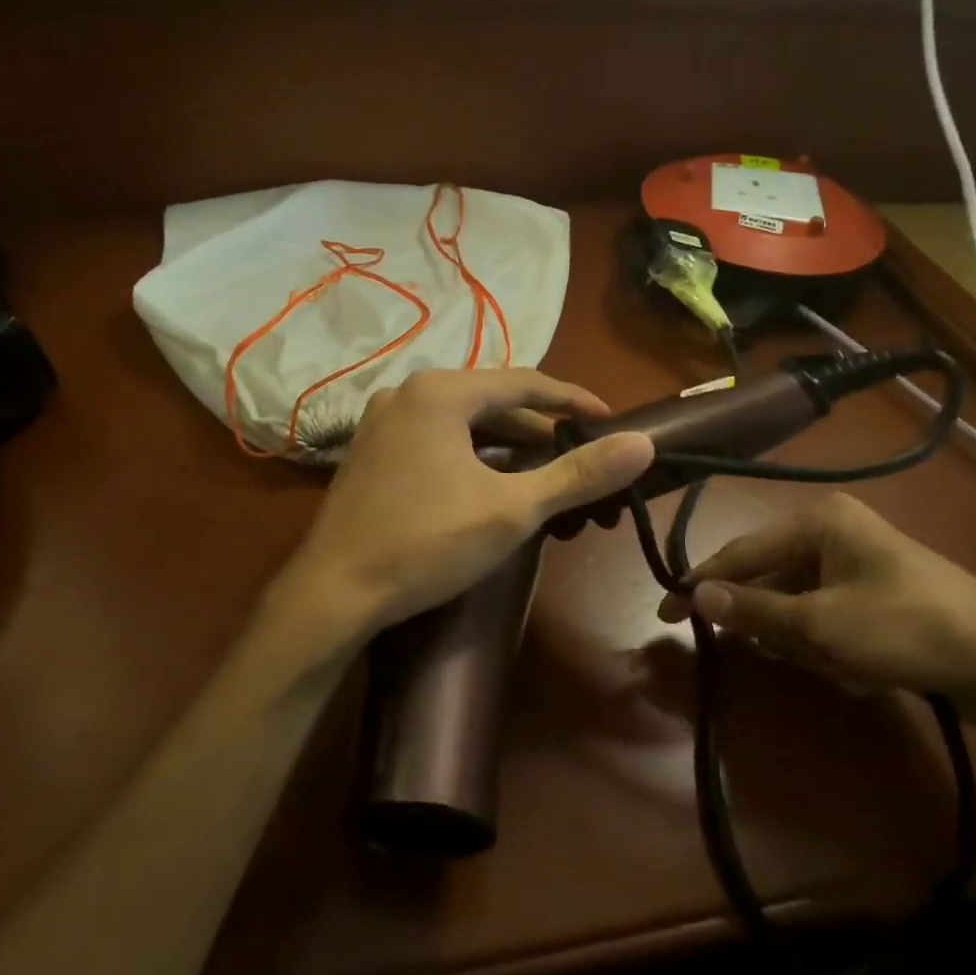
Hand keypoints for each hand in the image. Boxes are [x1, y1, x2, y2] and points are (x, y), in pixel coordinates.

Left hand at [276, 369, 653, 641]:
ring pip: (461, 420)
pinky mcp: (370, 449)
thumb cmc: (426, 543)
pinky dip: (470, 452)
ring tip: (541, 470)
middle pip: (491, 399)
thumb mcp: (512, 509)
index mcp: (441, 391)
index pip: (525, 382)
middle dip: (538, 426)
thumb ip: (578, 474)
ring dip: (504, 442)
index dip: (573, 400)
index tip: (609, 421)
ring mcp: (382, 420)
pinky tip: (487, 481)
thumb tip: (642, 443)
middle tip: (578, 454)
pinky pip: (435, 436)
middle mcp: (408, 392)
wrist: (332, 592)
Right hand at [658, 492, 975, 718]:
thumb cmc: (909, 628)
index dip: (702, 584)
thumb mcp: (823, 624)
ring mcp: (857, 565)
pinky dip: (833, 649)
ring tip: (842, 666)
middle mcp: (833, 533)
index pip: (742, 552)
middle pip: (772, 581)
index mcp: (819, 522)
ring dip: (808, 643)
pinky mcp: (876, 596)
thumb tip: (695, 597)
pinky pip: (828, 619)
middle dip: (775, 626)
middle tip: (790, 656)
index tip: (665, 614)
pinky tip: (863, 671)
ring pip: (799, 607)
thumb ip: (756, 610)